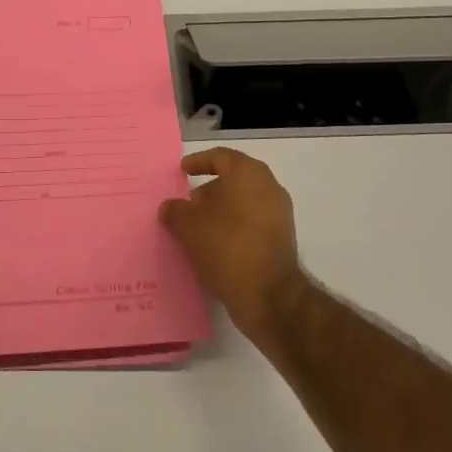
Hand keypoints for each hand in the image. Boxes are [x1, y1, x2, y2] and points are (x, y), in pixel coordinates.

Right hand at [159, 148, 308, 345]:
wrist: (269, 294)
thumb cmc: (226, 246)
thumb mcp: (188, 226)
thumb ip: (175, 211)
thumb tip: (170, 207)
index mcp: (248, 174)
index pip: (220, 157)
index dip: (198, 162)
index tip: (181, 171)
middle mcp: (268, 187)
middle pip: (233, 180)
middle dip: (208, 191)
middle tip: (185, 205)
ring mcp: (279, 214)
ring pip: (242, 203)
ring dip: (219, 212)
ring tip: (195, 229)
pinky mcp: (281, 238)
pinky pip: (251, 223)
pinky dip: (232, 228)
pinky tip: (213, 245)